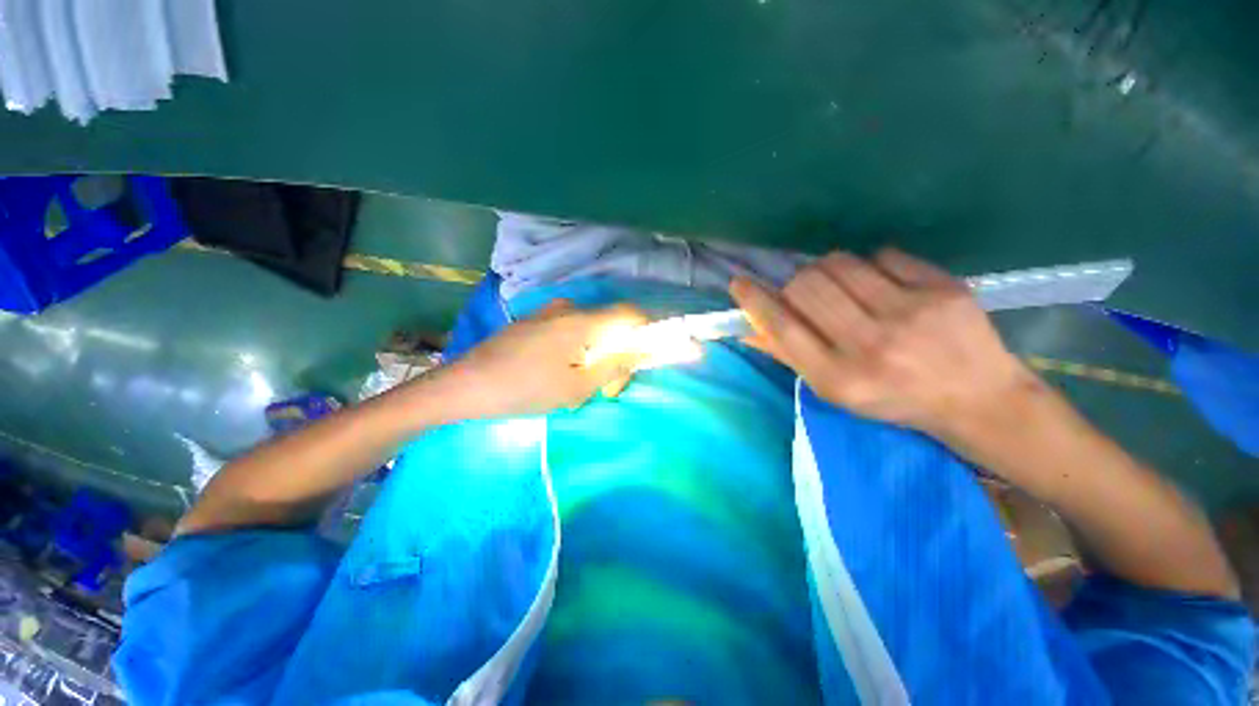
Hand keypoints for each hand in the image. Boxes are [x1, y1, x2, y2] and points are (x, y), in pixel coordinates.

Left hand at [432, 300, 649, 418]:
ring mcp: (547, 313)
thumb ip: (615, 366)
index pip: (629, 314)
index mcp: (582, 321)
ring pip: (588, 330)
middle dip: (616, 355)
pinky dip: (576, 351)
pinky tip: (558, 374)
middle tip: (605, 389)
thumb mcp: (577, 386)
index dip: (646, 331)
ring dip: (595, 356)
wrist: (464, 385)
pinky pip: (568, 331)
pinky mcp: (533, 321)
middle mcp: (568, 308)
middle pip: (609, 325)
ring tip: (579, 386)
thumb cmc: (525, 389)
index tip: (643, 358)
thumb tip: (642, 349)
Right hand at [729, 249, 1037, 436]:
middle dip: (794, 283)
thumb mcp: (834, 391)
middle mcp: (870, 345)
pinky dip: (871, 265)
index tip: (739, 283)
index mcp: (839, 377)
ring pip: (840, 263)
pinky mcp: (942, 289)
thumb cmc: (893, 400)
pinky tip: (881, 284)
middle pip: (805, 287)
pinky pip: (883, 255)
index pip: (781, 327)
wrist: (977, 400)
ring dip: (828, 269)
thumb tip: (749, 327)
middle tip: (803, 290)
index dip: (755, 301)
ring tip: (840, 285)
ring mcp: (910, 313)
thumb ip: (790, 355)